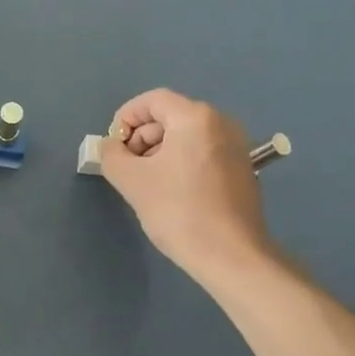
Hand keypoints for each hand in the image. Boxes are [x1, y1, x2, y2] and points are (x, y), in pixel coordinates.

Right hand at [99, 89, 274, 281]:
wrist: (231, 255)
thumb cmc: (178, 211)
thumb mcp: (132, 181)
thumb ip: (112, 155)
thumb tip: (111, 146)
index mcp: (196, 118)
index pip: (153, 100)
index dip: (126, 117)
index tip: (113, 145)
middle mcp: (221, 123)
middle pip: (171, 116)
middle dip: (142, 138)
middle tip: (126, 168)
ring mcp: (237, 146)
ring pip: (187, 136)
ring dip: (160, 152)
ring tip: (146, 183)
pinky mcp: (243, 169)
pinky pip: (203, 152)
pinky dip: (182, 162)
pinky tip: (171, 192)